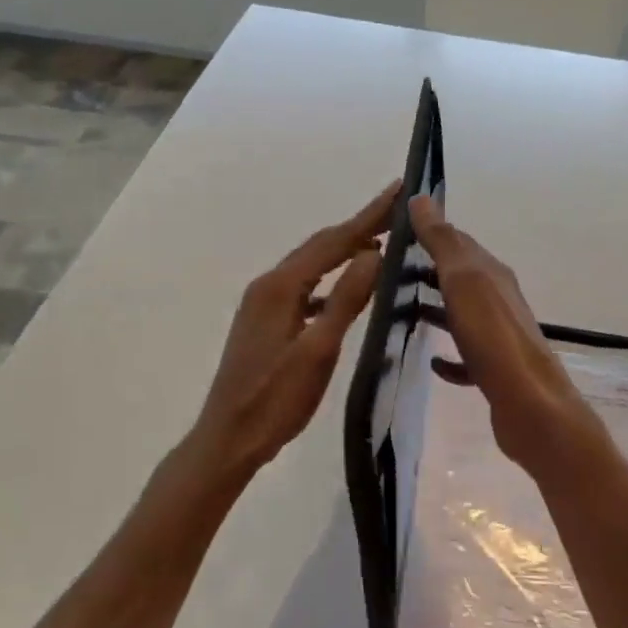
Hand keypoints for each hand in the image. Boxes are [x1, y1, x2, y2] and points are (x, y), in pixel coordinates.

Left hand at [189, 182, 397, 477]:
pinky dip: (330, 281)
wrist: (228, 438)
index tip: (399, 189)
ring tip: (381, 243)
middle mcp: (268, 285)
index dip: (369, 216)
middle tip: (398, 211)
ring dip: (345, 251)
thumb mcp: (318, 351)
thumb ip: (346, 299)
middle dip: (359, 226)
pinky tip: (347, 291)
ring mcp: (263, 303)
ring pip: (312, 266)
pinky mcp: (265, 321)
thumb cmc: (275, 400)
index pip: (333, 241)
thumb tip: (374, 252)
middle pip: (320, 246)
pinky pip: (305, 288)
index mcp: (280, 287)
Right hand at [410, 195, 603, 470]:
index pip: (459, 242)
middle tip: (388, 272)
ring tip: (400, 311)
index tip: (395, 231)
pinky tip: (432, 362)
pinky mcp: (494, 372)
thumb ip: (443, 242)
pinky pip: (466, 357)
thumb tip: (421, 198)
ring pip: (462, 314)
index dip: (430, 232)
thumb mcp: (464, 281)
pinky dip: (448, 356)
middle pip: (460, 277)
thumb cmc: (493, 338)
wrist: (530, 406)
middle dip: (428, 271)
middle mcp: (499, 301)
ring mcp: (499, 337)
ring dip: (436, 309)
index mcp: (492, 275)